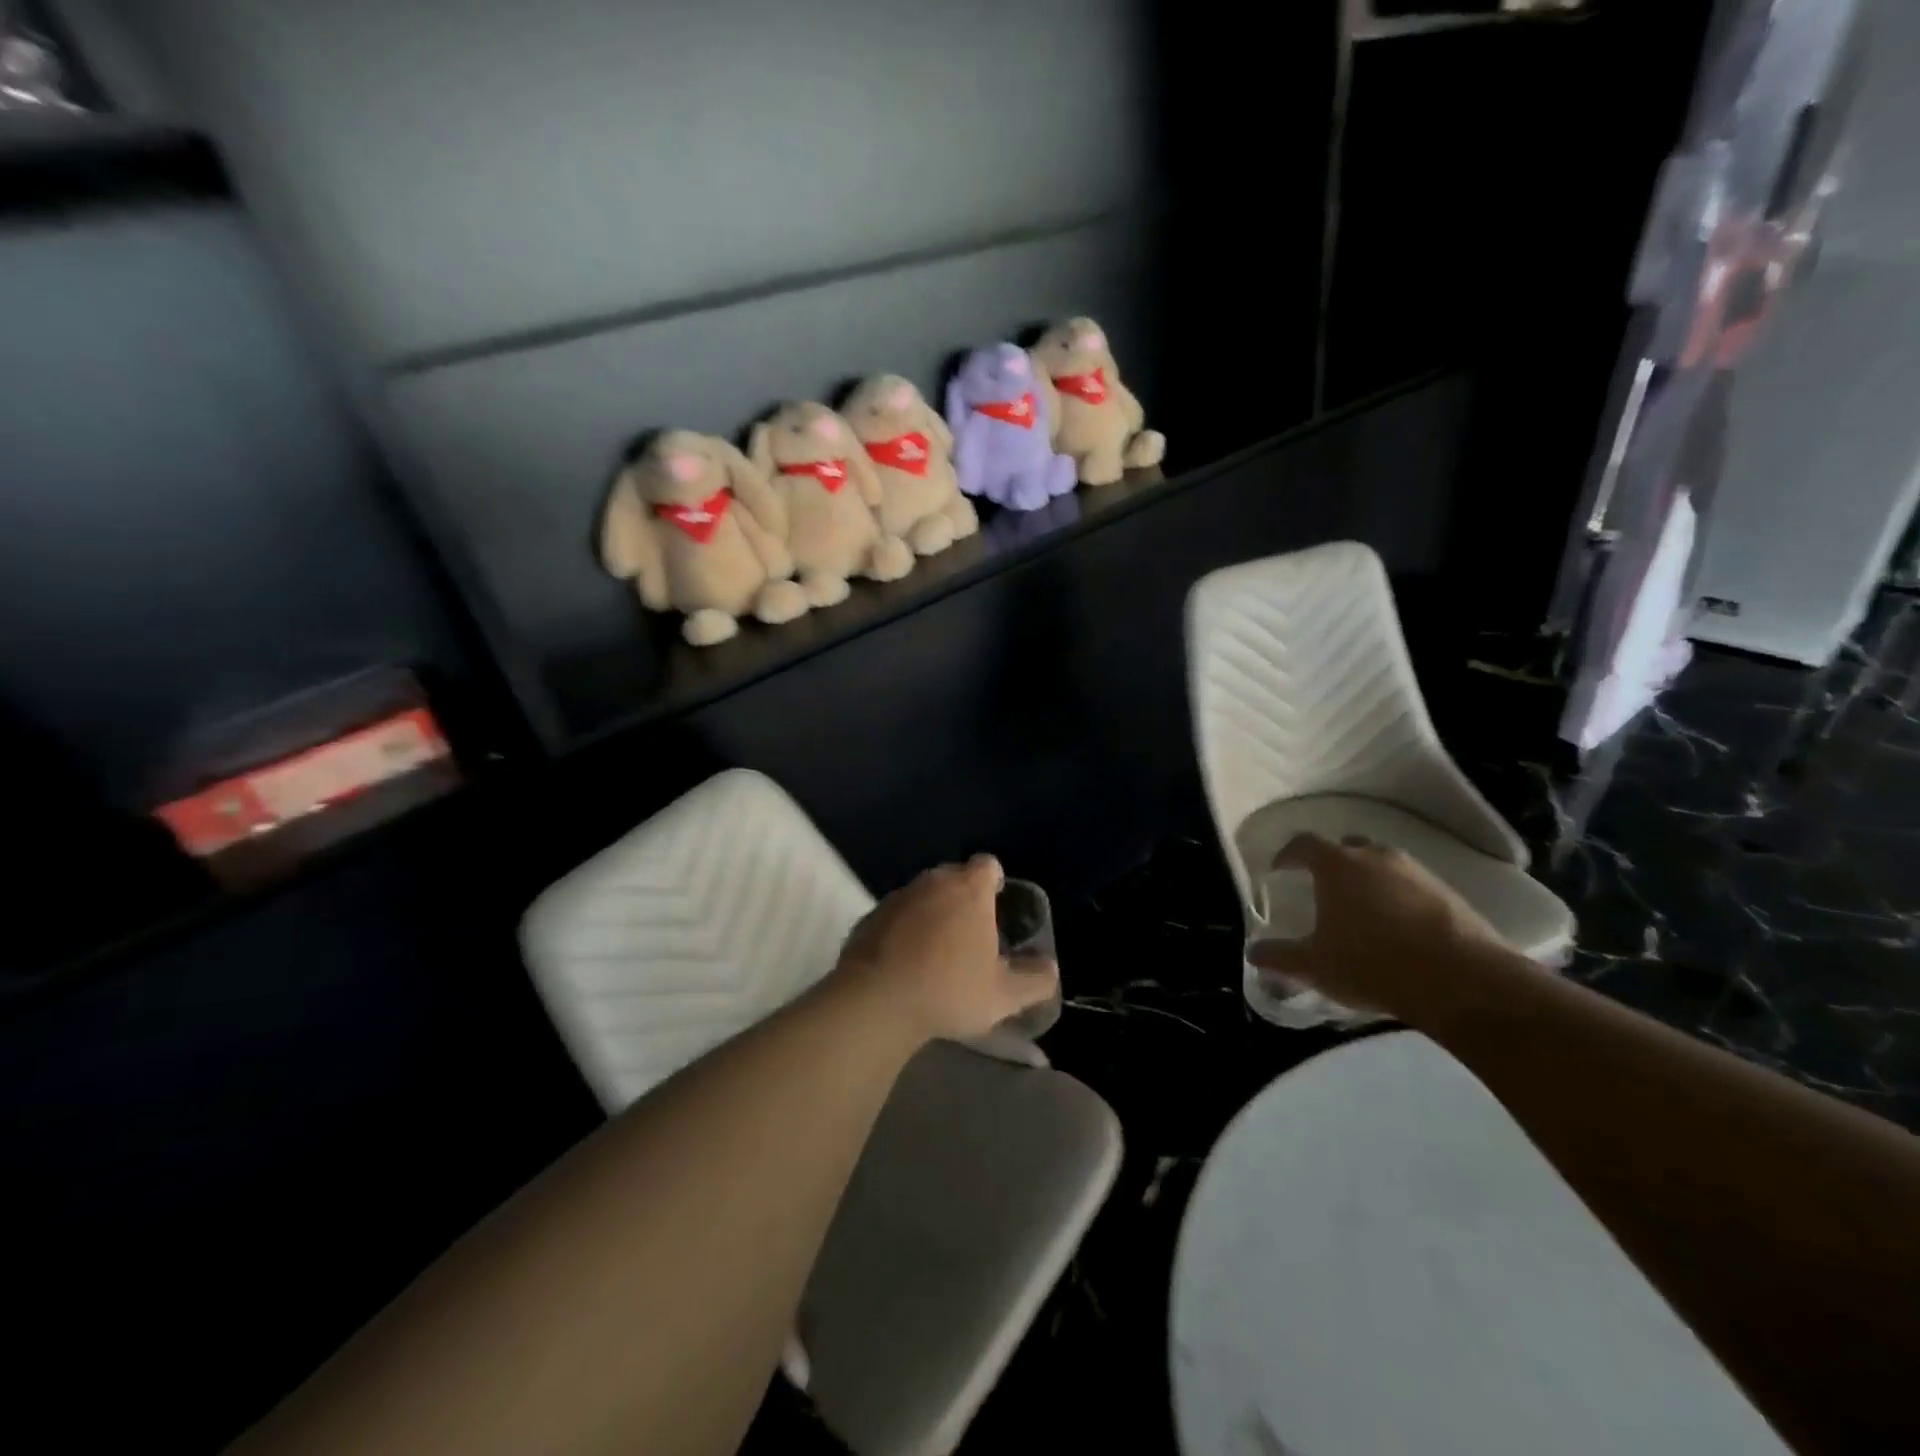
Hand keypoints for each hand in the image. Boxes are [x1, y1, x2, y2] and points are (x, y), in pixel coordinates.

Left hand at [831, 855, 1058, 1043]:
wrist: (876, 1002)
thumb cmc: (948, 990)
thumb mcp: (1004, 996)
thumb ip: (1035, 980)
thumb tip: (1049, 969)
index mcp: (968, 889)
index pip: (987, 865)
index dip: (995, 882)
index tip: (996, 906)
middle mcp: (932, 882)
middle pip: (953, 877)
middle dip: (963, 897)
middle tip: (971, 934)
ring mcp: (897, 897)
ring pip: (922, 895)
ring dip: (932, 913)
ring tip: (937, 951)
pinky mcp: (869, 917)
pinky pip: (896, 915)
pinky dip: (903, 929)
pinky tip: (905, 962)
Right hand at [1247, 834, 1511, 1021]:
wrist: (1462, 981)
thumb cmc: (1372, 964)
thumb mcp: (1315, 966)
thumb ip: (1280, 957)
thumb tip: (1253, 953)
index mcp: (1336, 865)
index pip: (1304, 844)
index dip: (1288, 855)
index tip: (1279, 870)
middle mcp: (1375, 856)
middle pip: (1346, 847)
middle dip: (1331, 862)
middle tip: (1322, 887)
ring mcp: (1416, 872)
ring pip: (1382, 864)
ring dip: (1368, 880)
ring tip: (1362, 909)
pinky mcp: (1448, 893)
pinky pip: (1411, 886)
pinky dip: (1398, 897)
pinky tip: (1397, 927)